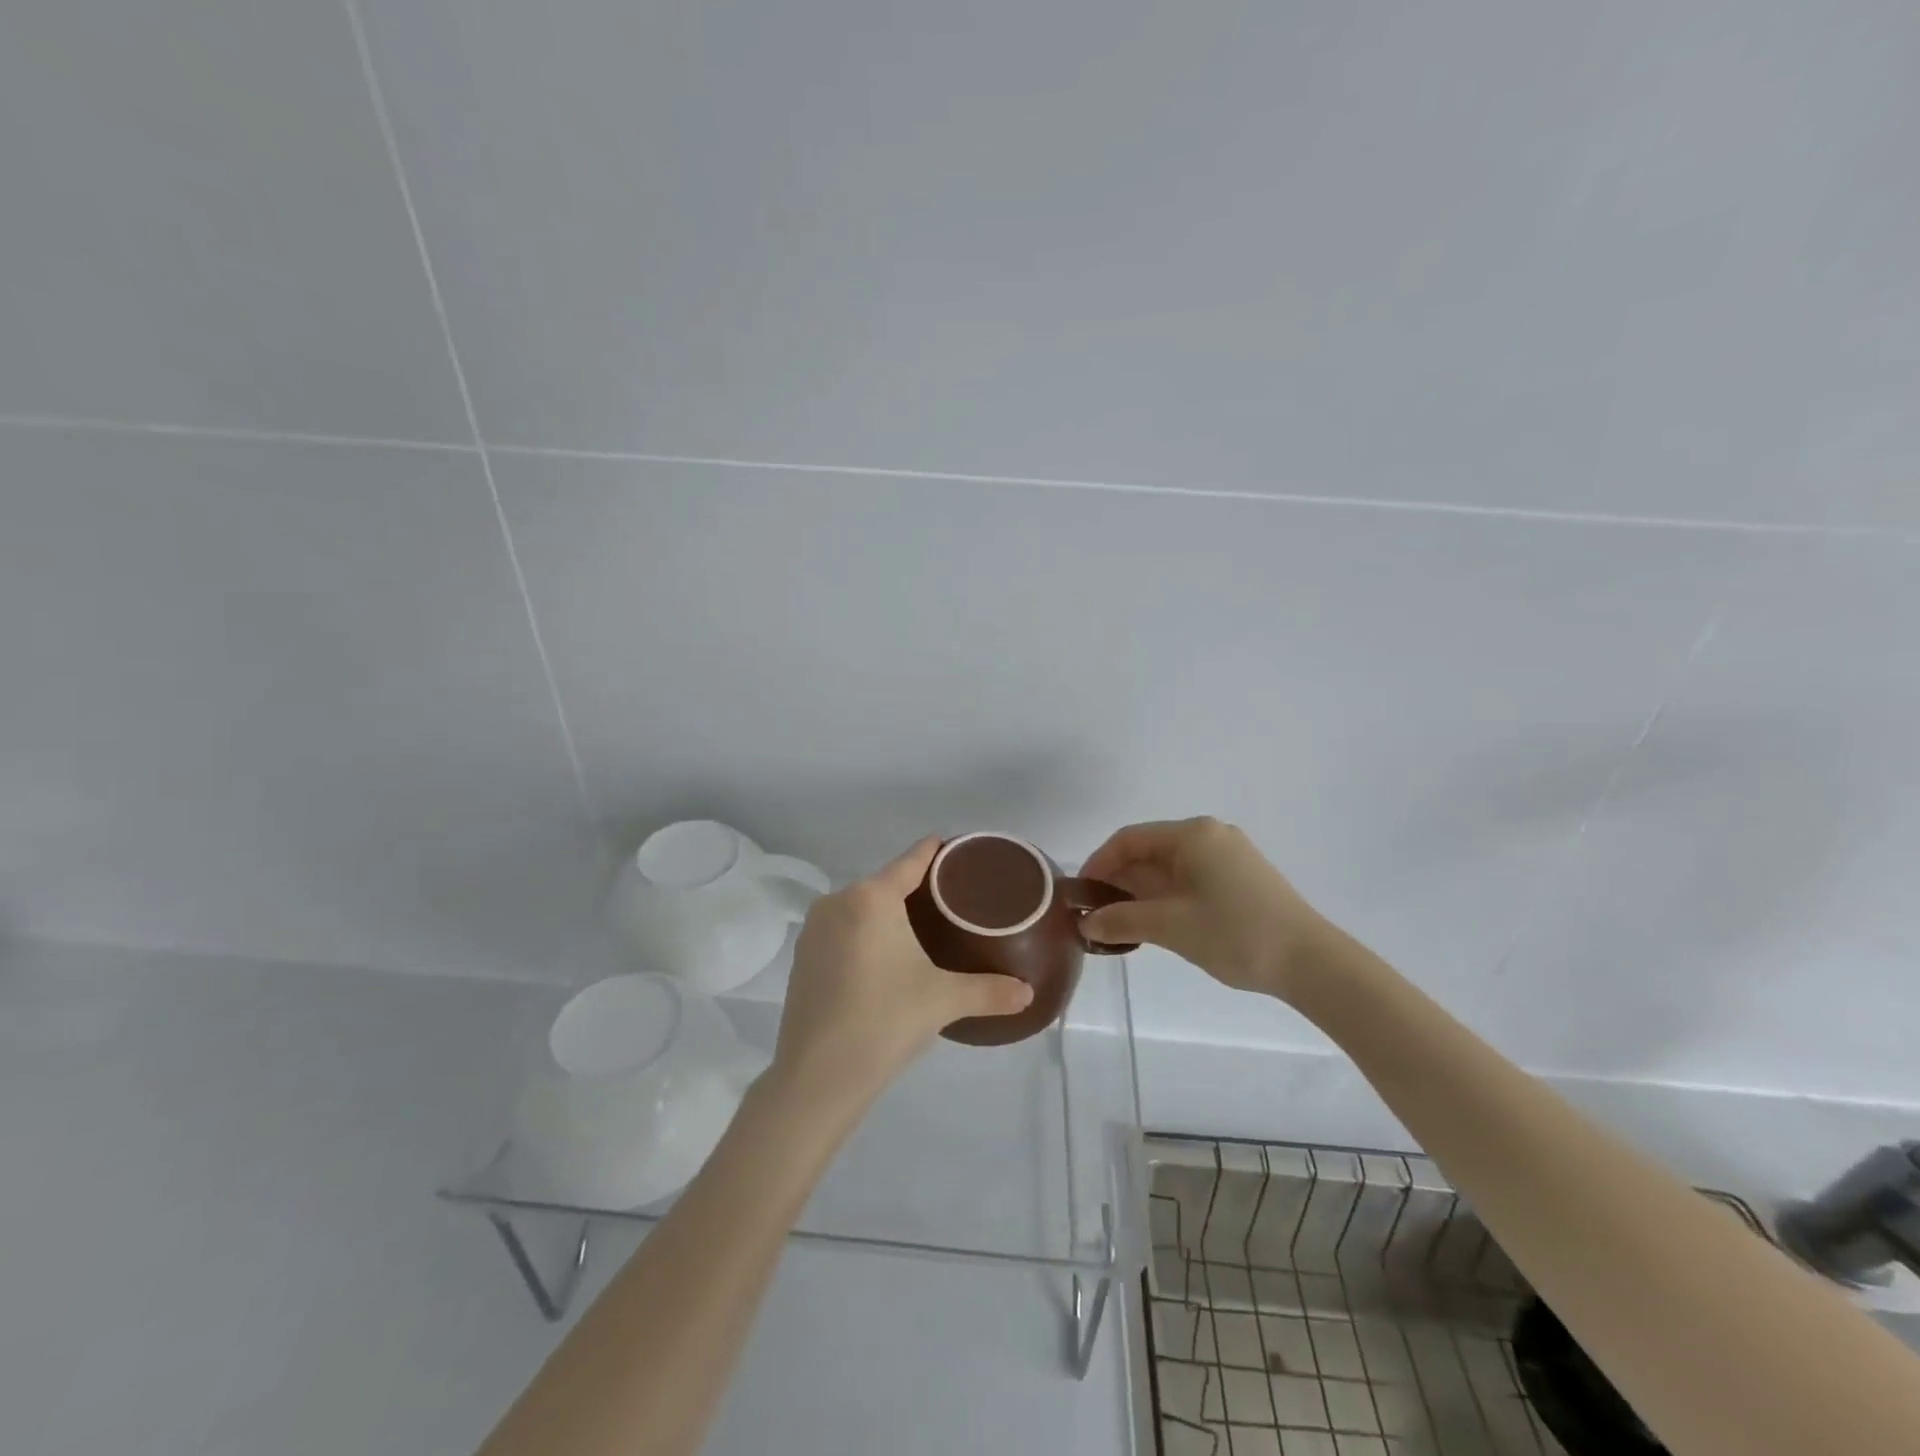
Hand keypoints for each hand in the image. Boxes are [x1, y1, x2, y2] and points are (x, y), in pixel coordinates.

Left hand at [768, 838, 1033, 1112]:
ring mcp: (813, 930)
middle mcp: (837, 902)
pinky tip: (882, 958)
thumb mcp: (944, 1001)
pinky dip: (863, 935)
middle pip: (885, 883)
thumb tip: (1028, 993)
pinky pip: (841, 930)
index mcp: (871, 898)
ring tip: (920, 930)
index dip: (936, 851)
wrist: (816, 1078)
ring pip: (860, 908)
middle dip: (915, 889)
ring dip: (887, 914)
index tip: (958, 847)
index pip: (912, 860)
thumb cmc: (885, 1022)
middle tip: (951, 902)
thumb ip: (990, 991)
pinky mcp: (801, 958)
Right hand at [1080, 817, 1330, 1000]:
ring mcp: (1230, 855)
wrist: (1312, 963)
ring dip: (1142, 891)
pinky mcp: (1243, 877)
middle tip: (1098, 913)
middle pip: (1150, 850)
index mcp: (1192, 835)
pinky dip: (1167, 895)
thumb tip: (1086, 923)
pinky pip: (1192, 877)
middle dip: (1119, 880)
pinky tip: (1158, 922)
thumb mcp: (1170, 927)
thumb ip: (1122, 920)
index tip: (1081, 895)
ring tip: (1122, 922)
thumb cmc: (1235, 934)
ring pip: (1171, 866)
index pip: (1129, 839)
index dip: (1099, 864)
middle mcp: (1210, 835)